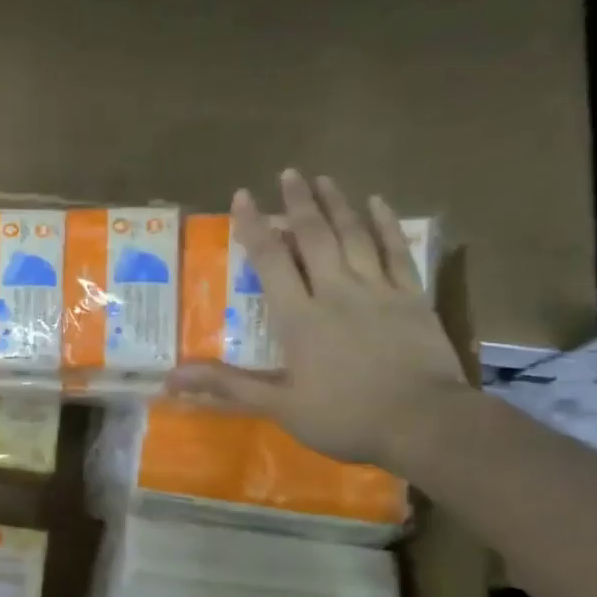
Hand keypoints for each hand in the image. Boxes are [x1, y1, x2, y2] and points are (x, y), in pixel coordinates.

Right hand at [166, 170, 468, 468]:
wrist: (425, 423)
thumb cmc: (345, 417)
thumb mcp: (279, 406)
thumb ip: (227, 385)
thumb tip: (171, 378)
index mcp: (300, 318)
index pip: (271, 261)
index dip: (254, 227)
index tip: (242, 197)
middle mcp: (336, 292)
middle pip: (314, 237)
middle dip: (298, 203)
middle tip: (288, 173)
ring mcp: (378, 290)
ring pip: (354, 236)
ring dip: (337, 205)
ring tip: (323, 179)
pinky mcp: (412, 297)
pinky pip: (396, 251)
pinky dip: (386, 225)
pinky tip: (377, 203)